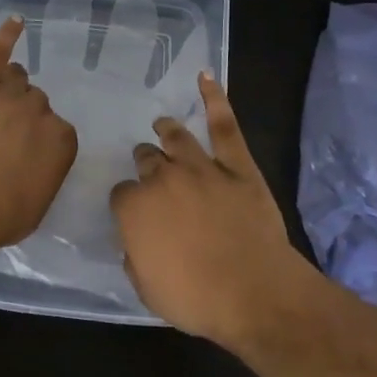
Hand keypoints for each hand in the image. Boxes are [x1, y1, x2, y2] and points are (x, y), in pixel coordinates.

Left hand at [0, 16, 78, 254]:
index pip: (56, 129)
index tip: (22, 153)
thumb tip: (33, 169)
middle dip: (22, 115)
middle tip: (0, 136)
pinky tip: (15, 22)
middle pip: (35, 101)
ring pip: (17, 78)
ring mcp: (8, 94)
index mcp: (62, 140)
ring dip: (9, 87)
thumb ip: (42, 175)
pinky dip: (6, 35)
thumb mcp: (35, 203)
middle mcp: (41, 111)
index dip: (36, 140)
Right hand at [111, 73, 313, 342]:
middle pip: (146, 160)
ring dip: (166, 131)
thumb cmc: (196, 299)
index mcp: (135, 207)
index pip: (121, 194)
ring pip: (176, 137)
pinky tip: (205, 77)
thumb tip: (136, 240)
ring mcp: (201, 167)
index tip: (135, 213)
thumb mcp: (147, 289)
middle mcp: (162, 178)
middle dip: (145, 164)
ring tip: (163, 125)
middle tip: (150, 170)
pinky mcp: (237, 166)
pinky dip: (214, 99)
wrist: (254, 293)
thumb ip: (135, 255)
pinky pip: (224, 126)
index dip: (127, 203)